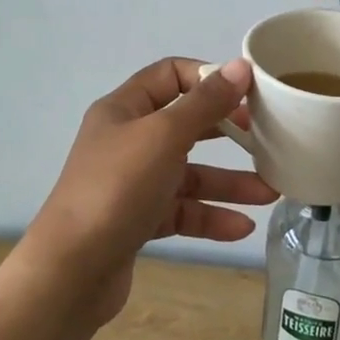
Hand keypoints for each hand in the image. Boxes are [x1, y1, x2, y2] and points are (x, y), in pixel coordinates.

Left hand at [21, 57, 277, 325]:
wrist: (69, 273)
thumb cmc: (117, 188)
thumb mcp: (164, 136)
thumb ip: (205, 103)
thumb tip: (239, 66)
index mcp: (125, 109)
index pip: (171, 75)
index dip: (208, 78)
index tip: (246, 92)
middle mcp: (127, 140)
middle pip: (185, 124)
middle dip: (227, 132)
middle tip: (264, 137)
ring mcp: (132, 183)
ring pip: (188, 173)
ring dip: (228, 182)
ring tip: (269, 193)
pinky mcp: (138, 222)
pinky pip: (181, 211)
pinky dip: (210, 216)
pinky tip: (241, 228)